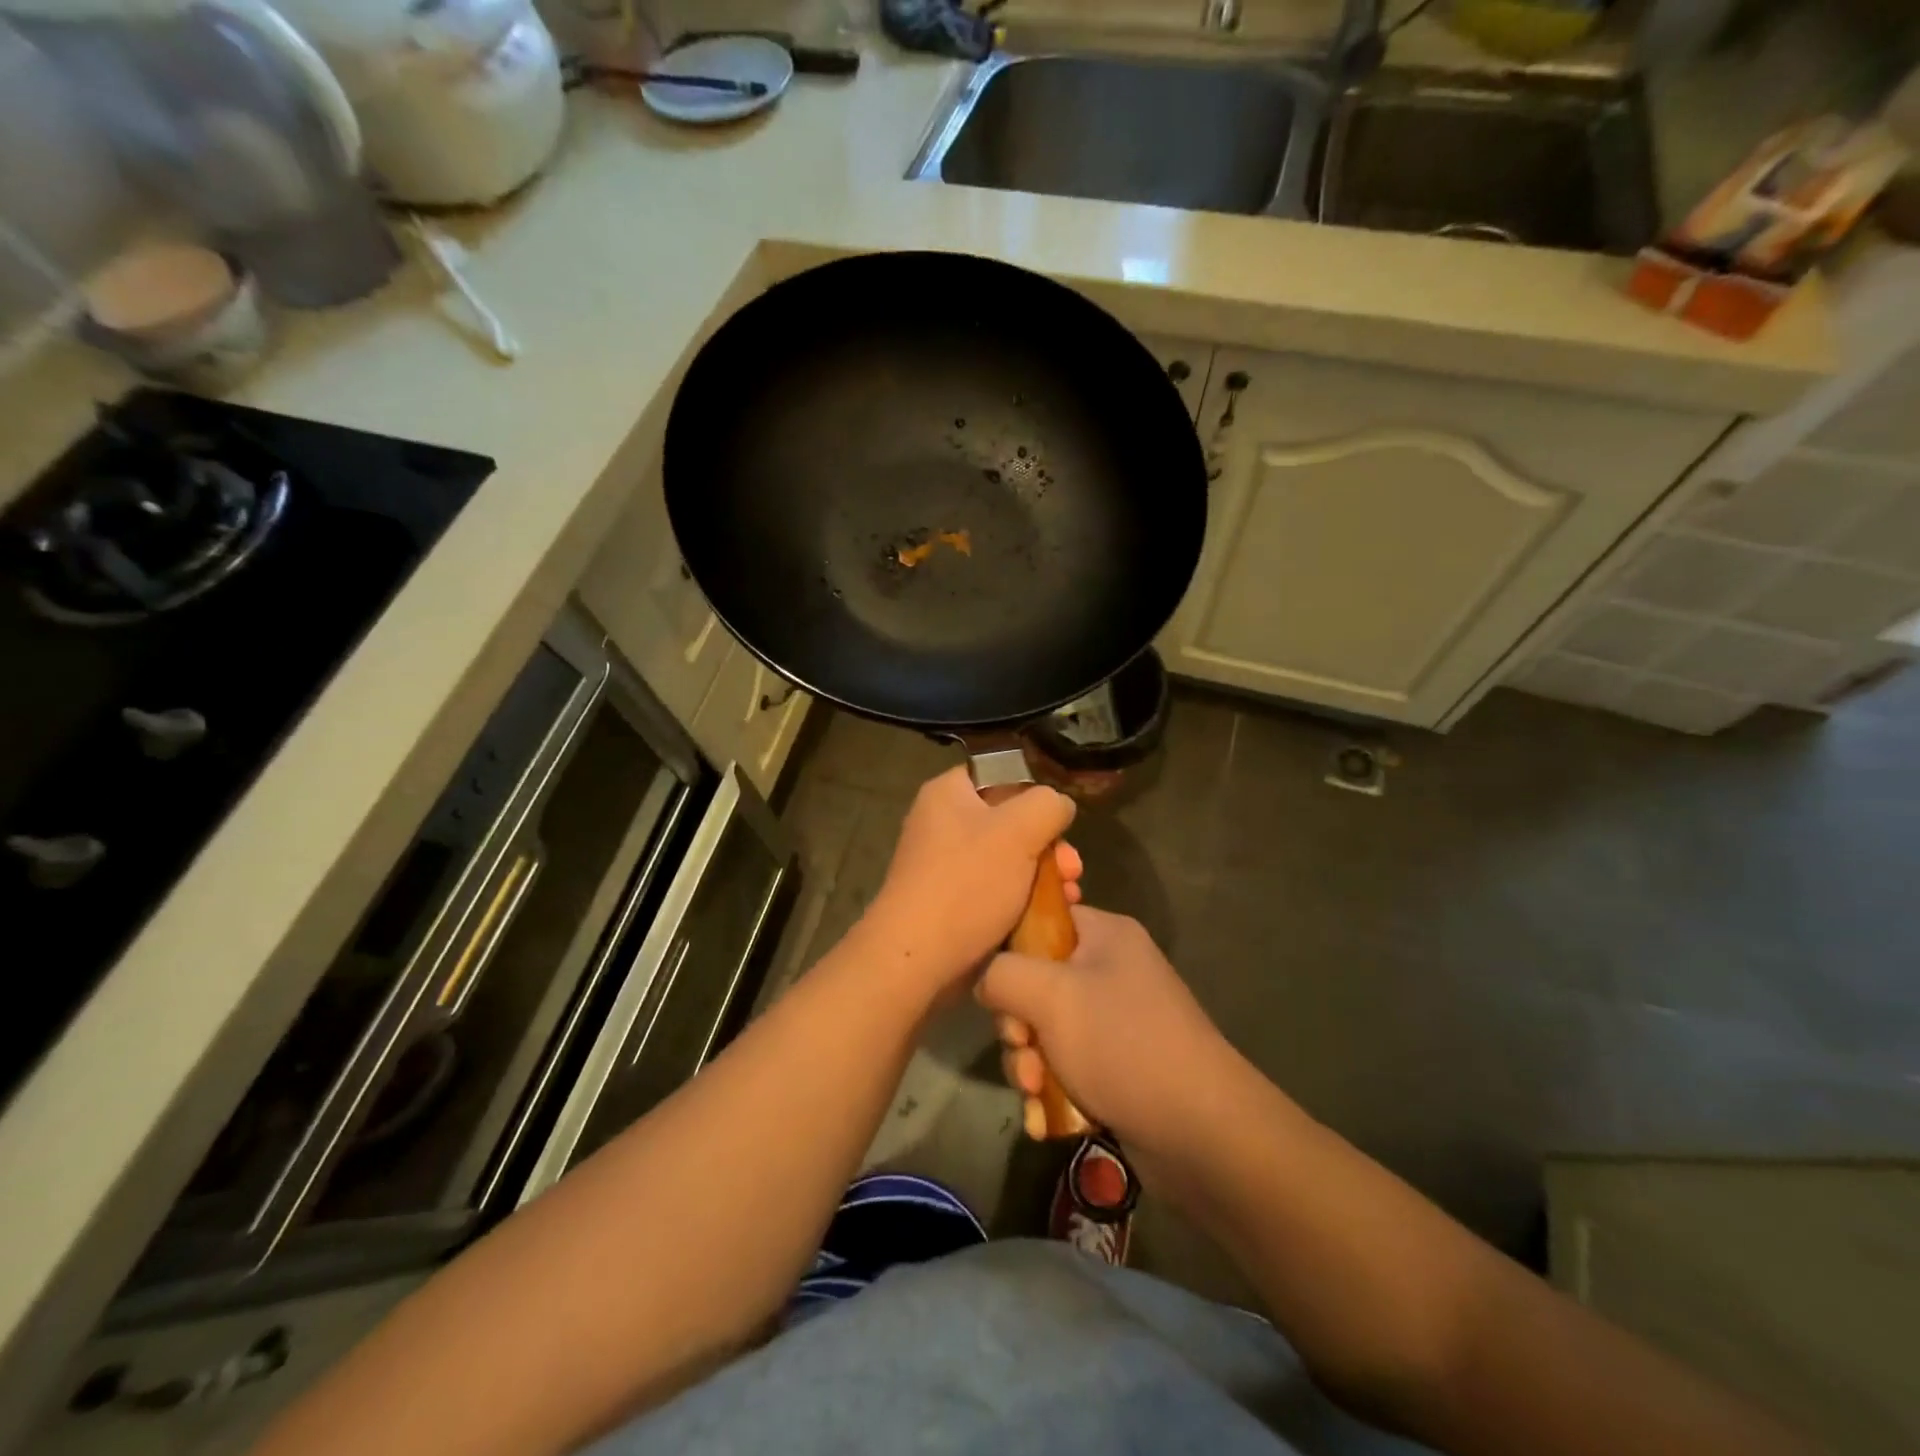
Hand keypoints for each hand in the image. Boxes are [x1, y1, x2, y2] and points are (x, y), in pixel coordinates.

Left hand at [859, 766, 1080, 1003]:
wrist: (917, 958)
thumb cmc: (967, 883)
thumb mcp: (1019, 830)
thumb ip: (1048, 805)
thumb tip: (1058, 806)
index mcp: (948, 793)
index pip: (999, 775)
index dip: (1034, 794)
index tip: (1059, 822)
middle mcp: (942, 823)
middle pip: (1011, 821)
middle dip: (1049, 845)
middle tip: (1072, 869)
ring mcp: (946, 865)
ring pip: (1009, 859)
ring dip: (1044, 875)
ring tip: (1070, 896)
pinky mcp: (953, 902)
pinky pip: (997, 889)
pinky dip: (1024, 899)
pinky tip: (1050, 914)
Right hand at [977, 906, 1235, 1159]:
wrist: (1202, 1133)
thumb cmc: (1123, 1044)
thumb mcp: (1051, 996)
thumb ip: (1001, 973)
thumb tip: (984, 979)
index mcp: (1104, 935)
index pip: (1040, 920)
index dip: (1009, 951)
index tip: (997, 989)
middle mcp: (1110, 970)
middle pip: (1035, 982)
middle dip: (1018, 1025)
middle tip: (1023, 1049)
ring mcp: (1115, 1022)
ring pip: (1045, 1032)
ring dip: (1029, 1065)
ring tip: (1036, 1093)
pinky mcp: (1117, 1067)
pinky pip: (1066, 1067)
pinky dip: (1050, 1092)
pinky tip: (1044, 1121)